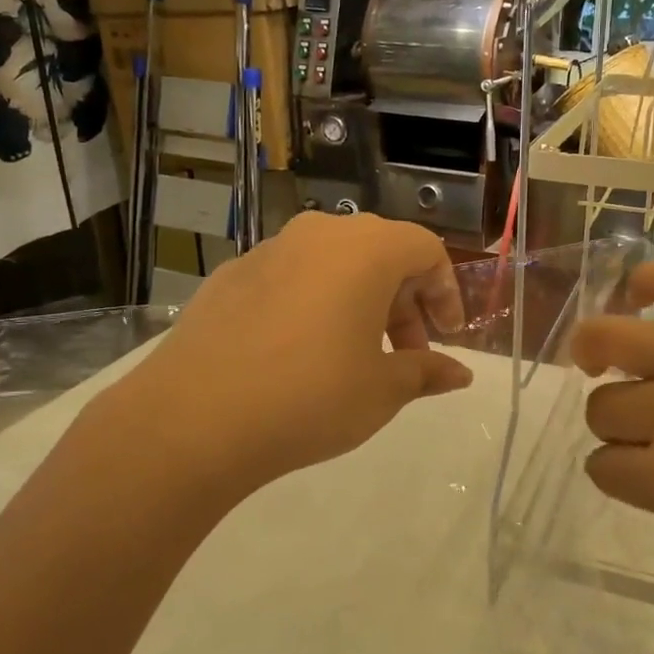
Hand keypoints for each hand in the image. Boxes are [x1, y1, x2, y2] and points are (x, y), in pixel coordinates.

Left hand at [92, 213, 472, 497]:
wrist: (193, 418)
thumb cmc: (310, 397)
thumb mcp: (382, 390)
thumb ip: (425, 371)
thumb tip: (459, 373)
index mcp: (365, 250)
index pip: (425, 250)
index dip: (446, 292)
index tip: (447, 336)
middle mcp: (318, 234)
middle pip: (379, 253)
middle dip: (404, 301)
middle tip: (406, 353)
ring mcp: (268, 251)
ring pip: (332, 263)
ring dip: (358, 301)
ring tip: (355, 355)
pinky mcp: (230, 275)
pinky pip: (290, 278)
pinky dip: (312, 303)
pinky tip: (298, 353)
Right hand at [571, 260, 653, 574]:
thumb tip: (639, 456)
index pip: (603, 467)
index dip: (615, 469)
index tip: (636, 467)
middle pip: (602, 407)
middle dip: (615, 420)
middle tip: (646, 420)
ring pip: (611, 340)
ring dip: (600, 355)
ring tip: (605, 354)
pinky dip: (647, 282)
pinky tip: (639, 294)